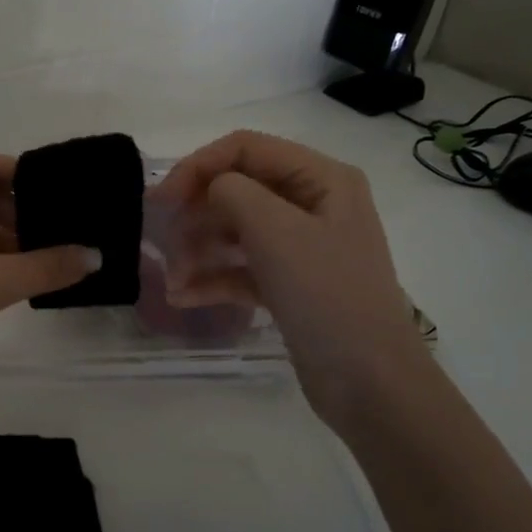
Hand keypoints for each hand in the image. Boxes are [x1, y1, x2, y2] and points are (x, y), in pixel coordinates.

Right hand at [154, 131, 427, 422]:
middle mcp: (312, 204)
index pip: (245, 149)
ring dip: (198, 250)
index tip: (162, 199)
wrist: (369, 382)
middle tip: (163, 240)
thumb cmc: (326, 294)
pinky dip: (212, 279)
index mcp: (321, 178)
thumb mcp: (275, 231)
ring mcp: (301, 247)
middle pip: (237, 190)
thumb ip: (232, 192)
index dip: (198, 166)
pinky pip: (241, 268)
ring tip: (173, 279)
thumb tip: (211, 190)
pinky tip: (182, 296)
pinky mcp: (289, 284)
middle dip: (196, 214)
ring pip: (234, 231)